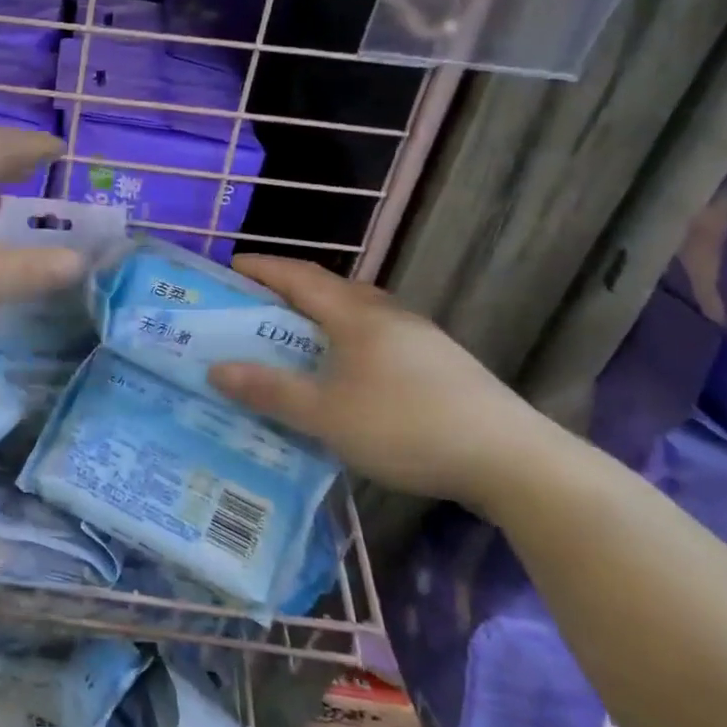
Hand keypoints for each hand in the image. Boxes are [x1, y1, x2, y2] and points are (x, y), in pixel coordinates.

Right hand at [206, 256, 556, 512]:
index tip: (231, 266)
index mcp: (357, 315)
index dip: (263, 269)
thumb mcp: (325, 414)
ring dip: (321, 318)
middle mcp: (388, 315)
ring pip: (358, 315)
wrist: (511, 459)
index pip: (300, 277)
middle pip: (331, 290)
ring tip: (295, 340)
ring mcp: (420, 338)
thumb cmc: (406, 426)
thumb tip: (215, 369)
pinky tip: (346, 374)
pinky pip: (378, 338)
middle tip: (256, 307)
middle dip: (290, 292)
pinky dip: (347, 342)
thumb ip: (269, 390)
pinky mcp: (440, 364)